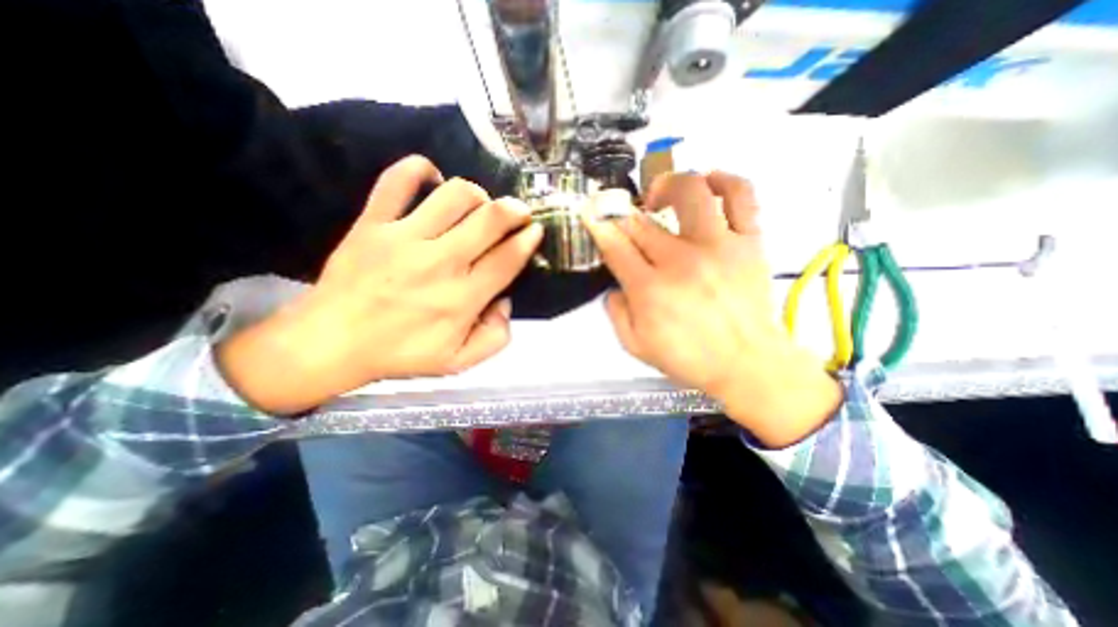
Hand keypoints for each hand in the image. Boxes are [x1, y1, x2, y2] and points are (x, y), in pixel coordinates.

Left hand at [216, 155, 540, 413]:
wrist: (331, 343)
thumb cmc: (400, 353)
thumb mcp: (459, 362)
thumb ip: (495, 337)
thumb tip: (505, 301)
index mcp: (462, 298)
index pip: (507, 259)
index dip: (527, 239)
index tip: (535, 230)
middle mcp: (440, 263)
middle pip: (489, 219)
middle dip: (514, 210)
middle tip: (519, 212)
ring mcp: (404, 238)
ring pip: (454, 195)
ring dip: (477, 194)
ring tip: (479, 204)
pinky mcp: (372, 223)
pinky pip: (397, 181)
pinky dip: (419, 169)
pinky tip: (432, 178)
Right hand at [587, 171, 836, 444]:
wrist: (746, 364)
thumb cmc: (689, 358)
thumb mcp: (635, 345)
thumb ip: (616, 312)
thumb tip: (614, 284)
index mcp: (650, 289)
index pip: (615, 244)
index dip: (599, 225)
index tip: (592, 214)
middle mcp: (681, 261)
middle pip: (641, 222)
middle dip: (621, 214)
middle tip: (620, 216)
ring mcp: (718, 246)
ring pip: (690, 193)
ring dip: (667, 185)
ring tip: (659, 195)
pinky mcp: (749, 242)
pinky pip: (741, 196)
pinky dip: (724, 180)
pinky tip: (708, 182)